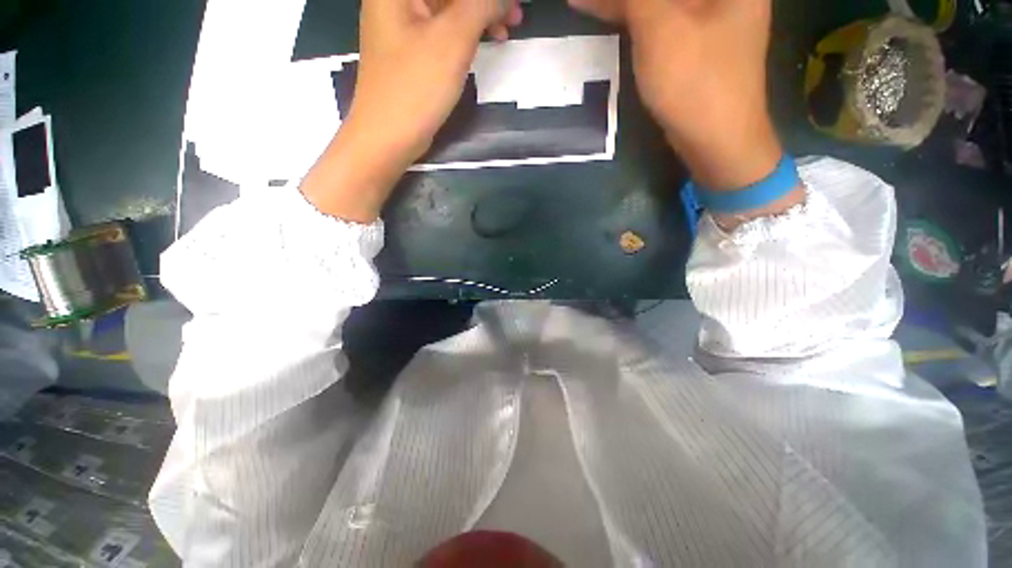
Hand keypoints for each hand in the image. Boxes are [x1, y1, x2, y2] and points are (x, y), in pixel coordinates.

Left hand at [302, 0, 522, 221]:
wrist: (388, 136)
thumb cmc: (416, 86)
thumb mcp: (453, 39)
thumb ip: (480, 5)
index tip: (509, 4)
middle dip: (484, 2)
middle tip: (514, 15)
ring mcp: (402, 25)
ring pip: (448, 8)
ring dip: (478, 15)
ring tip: (505, 32)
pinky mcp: (411, 50)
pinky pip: (442, 30)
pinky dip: (465, 34)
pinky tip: (483, 43)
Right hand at [570, 0, 782, 190]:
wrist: (715, 140)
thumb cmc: (695, 81)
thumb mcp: (661, 28)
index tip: (605, 0)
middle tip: (587, 1)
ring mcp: (709, 15)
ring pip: (659, 2)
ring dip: (623, 2)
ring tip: (585, 3)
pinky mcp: (693, 41)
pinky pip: (659, 18)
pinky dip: (631, 17)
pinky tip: (604, 13)